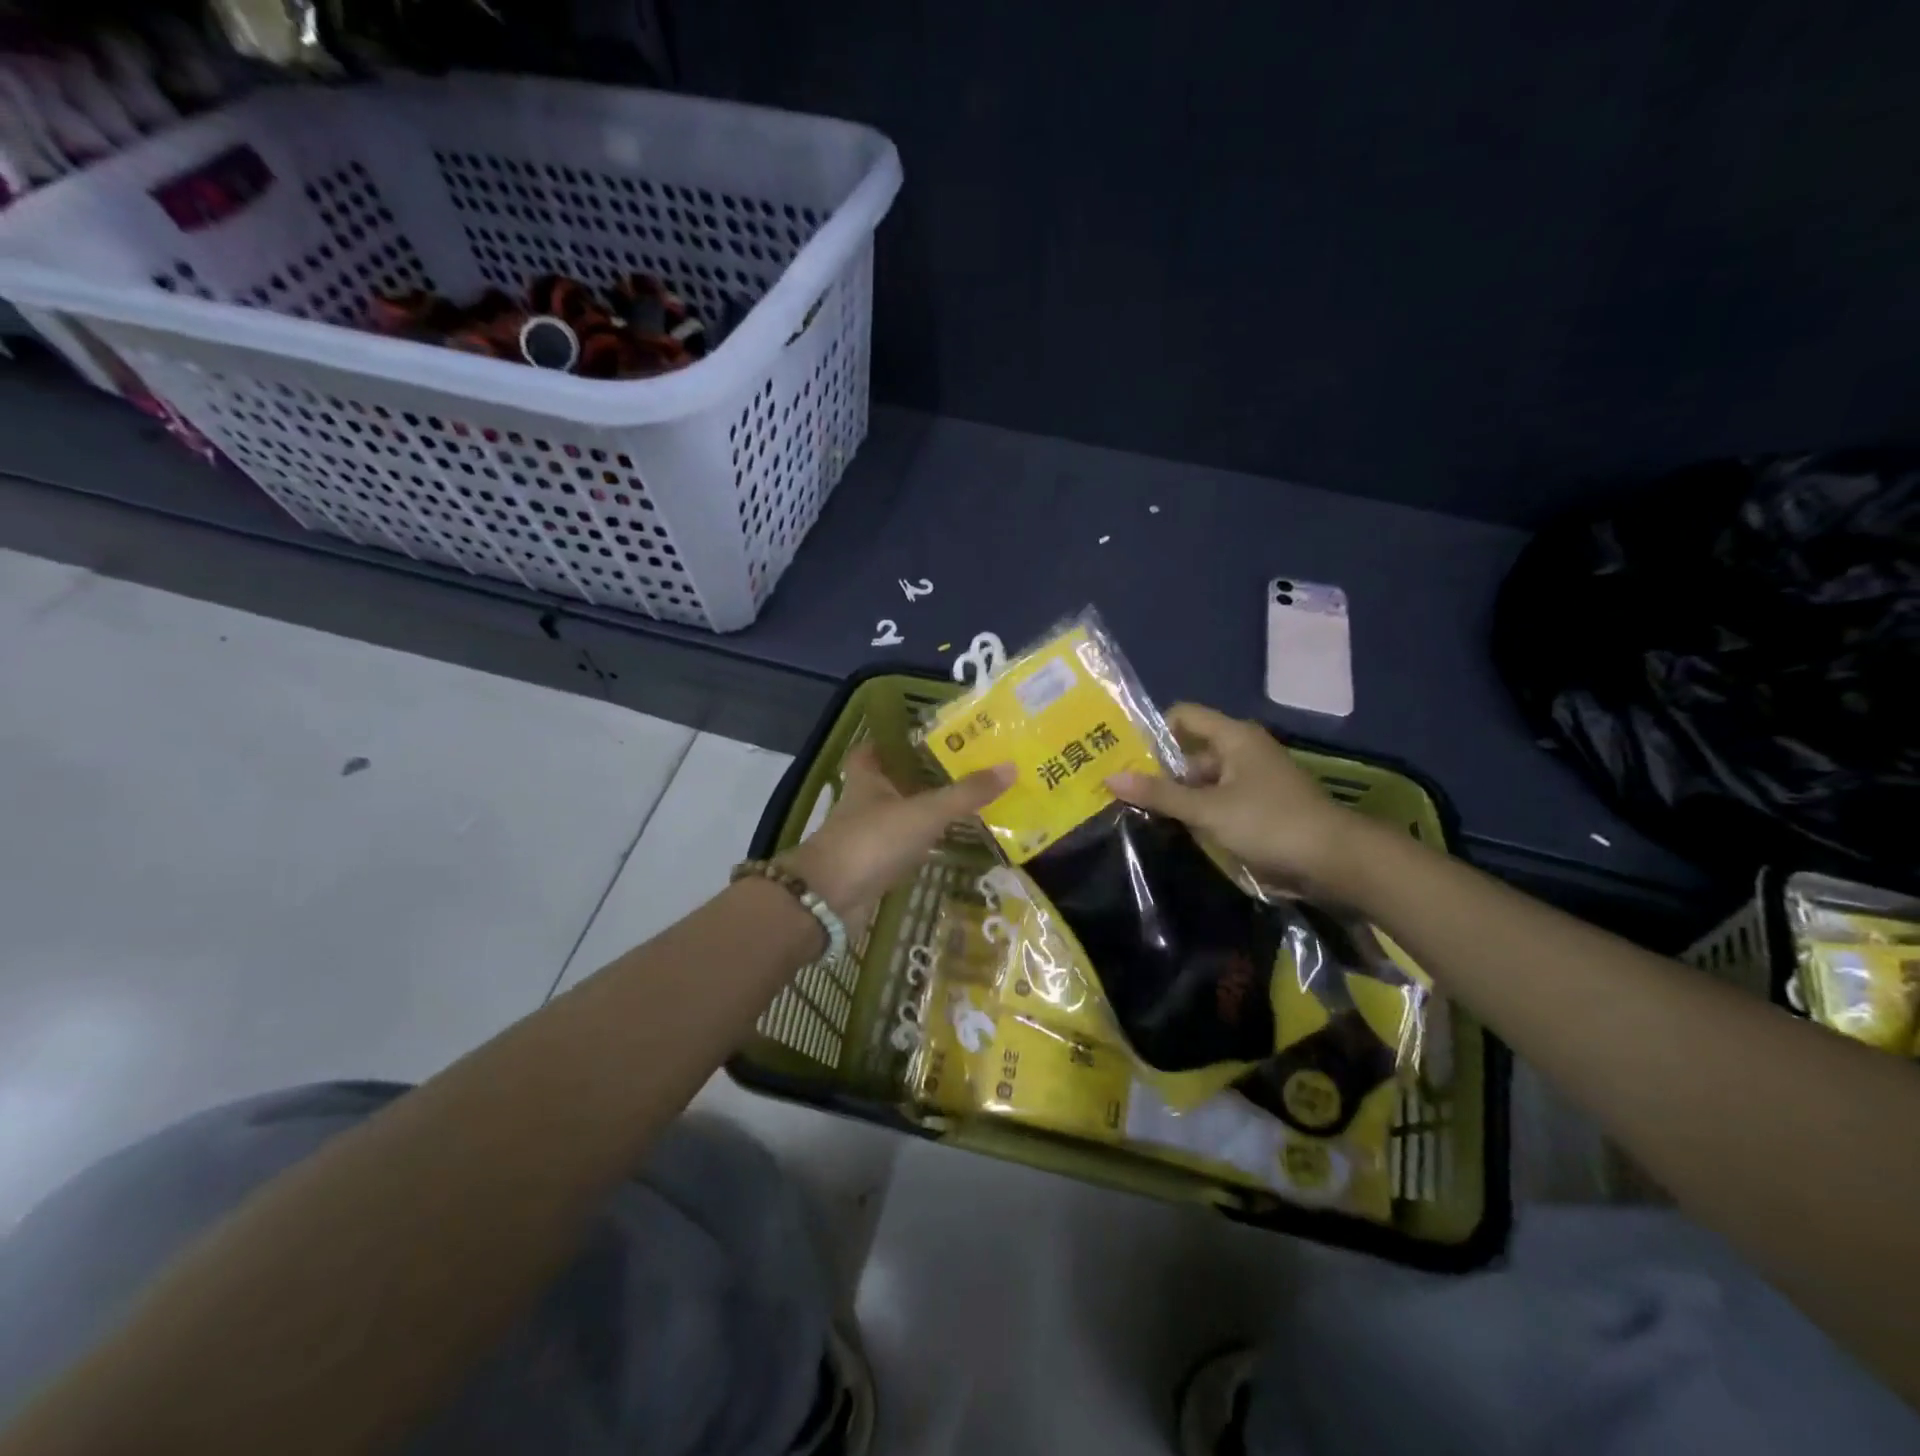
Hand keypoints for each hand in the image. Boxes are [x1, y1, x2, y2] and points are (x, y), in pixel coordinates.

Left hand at [780, 744, 1013, 923]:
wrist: (831, 898)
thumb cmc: (873, 840)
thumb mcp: (925, 812)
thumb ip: (966, 793)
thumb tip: (1010, 767)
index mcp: (868, 778)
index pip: (871, 750)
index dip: (889, 741)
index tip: (919, 737)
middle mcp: (864, 803)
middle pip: (889, 782)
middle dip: (917, 777)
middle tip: (957, 770)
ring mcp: (866, 836)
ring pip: (897, 816)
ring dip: (921, 811)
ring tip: (962, 804)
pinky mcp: (872, 866)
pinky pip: (901, 848)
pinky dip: (920, 845)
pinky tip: (946, 844)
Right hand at [1105, 703, 1373, 898]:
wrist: (1335, 861)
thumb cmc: (1269, 822)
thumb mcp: (1208, 809)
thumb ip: (1159, 794)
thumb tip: (1111, 778)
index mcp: (1233, 737)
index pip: (1183, 716)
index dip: (1153, 731)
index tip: (1124, 756)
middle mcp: (1242, 750)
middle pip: (1189, 752)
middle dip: (1158, 771)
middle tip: (1122, 792)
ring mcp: (1252, 780)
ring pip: (1202, 780)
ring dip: (1176, 796)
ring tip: (1139, 814)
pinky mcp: (1258, 807)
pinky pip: (1217, 801)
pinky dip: (1197, 812)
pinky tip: (1174, 829)